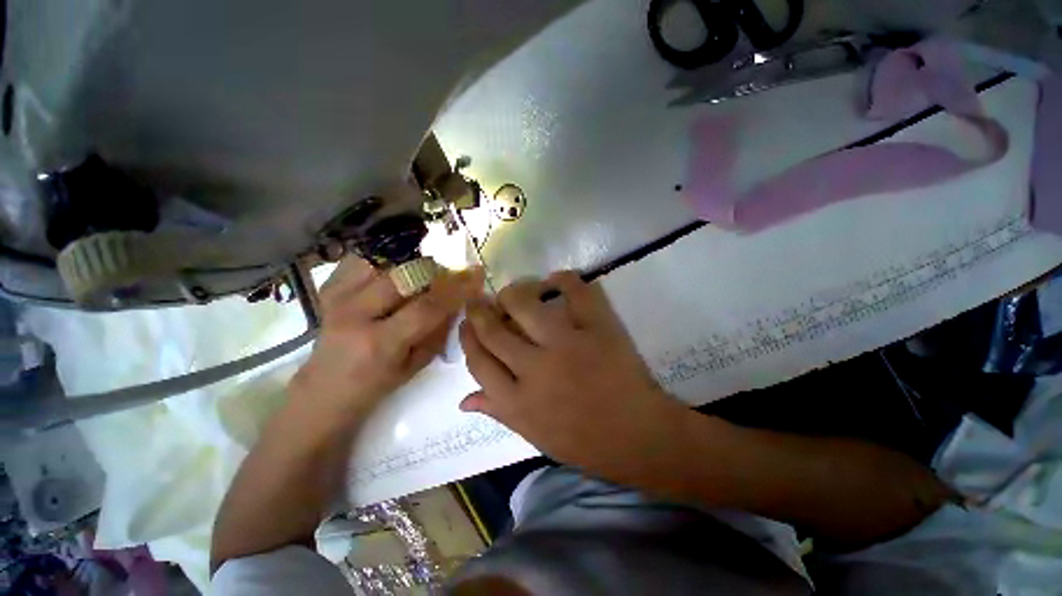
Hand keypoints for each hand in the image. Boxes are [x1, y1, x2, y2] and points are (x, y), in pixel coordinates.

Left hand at [290, 258, 482, 425]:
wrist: (322, 389)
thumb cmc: (374, 385)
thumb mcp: (415, 365)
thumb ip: (439, 332)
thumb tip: (459, 302)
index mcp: (380, 343)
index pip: (427, 307)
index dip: (457, 289)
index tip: (477, 275)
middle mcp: (355, 314)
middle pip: (404, 275)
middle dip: (436, 270)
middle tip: (451, 273)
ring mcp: (337, 297)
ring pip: (384, 261)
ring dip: (412, 263)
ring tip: (425, 273)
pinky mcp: (329, 288)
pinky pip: (362, 259)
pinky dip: (385, 258)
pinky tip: (398, 267)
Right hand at [459, 271, 684, 478]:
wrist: (638, 436)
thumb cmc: (584, 442)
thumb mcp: (533, 435)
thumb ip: (498, 412)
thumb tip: (463, 399)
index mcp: (516, 401)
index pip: (478, 362)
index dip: (467, 337)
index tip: (467, 322)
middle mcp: (534, 369)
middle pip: (494, 330)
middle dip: (480, 311)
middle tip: (478, 300)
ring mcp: (567, 345)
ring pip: (525, 306)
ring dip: (514, 293)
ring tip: (513, 292)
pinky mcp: (597, 329)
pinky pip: (576, 293)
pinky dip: (564, 280)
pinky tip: (555, 280)